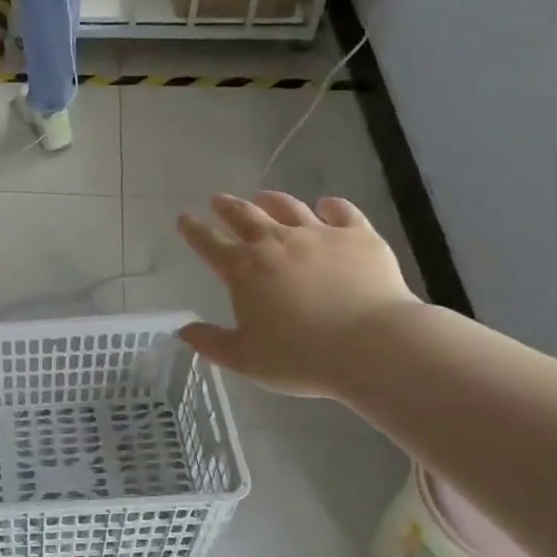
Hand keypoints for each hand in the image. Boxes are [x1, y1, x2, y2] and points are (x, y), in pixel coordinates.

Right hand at [176, 192, 420, 397]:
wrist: (372, 346)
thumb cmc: (301, 357)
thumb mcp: (245, 359)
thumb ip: (211, 343)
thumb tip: (184, 331)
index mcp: (244, 270)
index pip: (209, 244)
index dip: (194, 231)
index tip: (184, 219)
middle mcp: (276, 243)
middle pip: (245, 216)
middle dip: (228, 207)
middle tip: (218, 200)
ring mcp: (319, 235)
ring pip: (288, 207)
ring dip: (272, 200)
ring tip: (264, 197)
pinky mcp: (358, 236)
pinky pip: (341, 211)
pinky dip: (330, 206)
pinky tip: (327, 205)